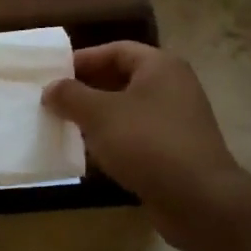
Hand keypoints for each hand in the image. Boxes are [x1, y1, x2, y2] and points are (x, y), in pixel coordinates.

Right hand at [42, 42, 250, 247]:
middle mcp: (173, 87)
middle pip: (122, 78)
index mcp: (160, 66)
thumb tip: (51, 88)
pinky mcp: (176, 150)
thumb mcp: (100, 114)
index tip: (53, 75)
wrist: (199, 199)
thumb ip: (70, 96)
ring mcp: (177, 120)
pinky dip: (114, 141)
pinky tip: (91, 156)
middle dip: (87, 90)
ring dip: (98, 117)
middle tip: (56, 102)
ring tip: (66, 127)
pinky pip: (138, 136)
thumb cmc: (147, 143)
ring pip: (128, 110)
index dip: (83, 59)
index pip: (116, 50)